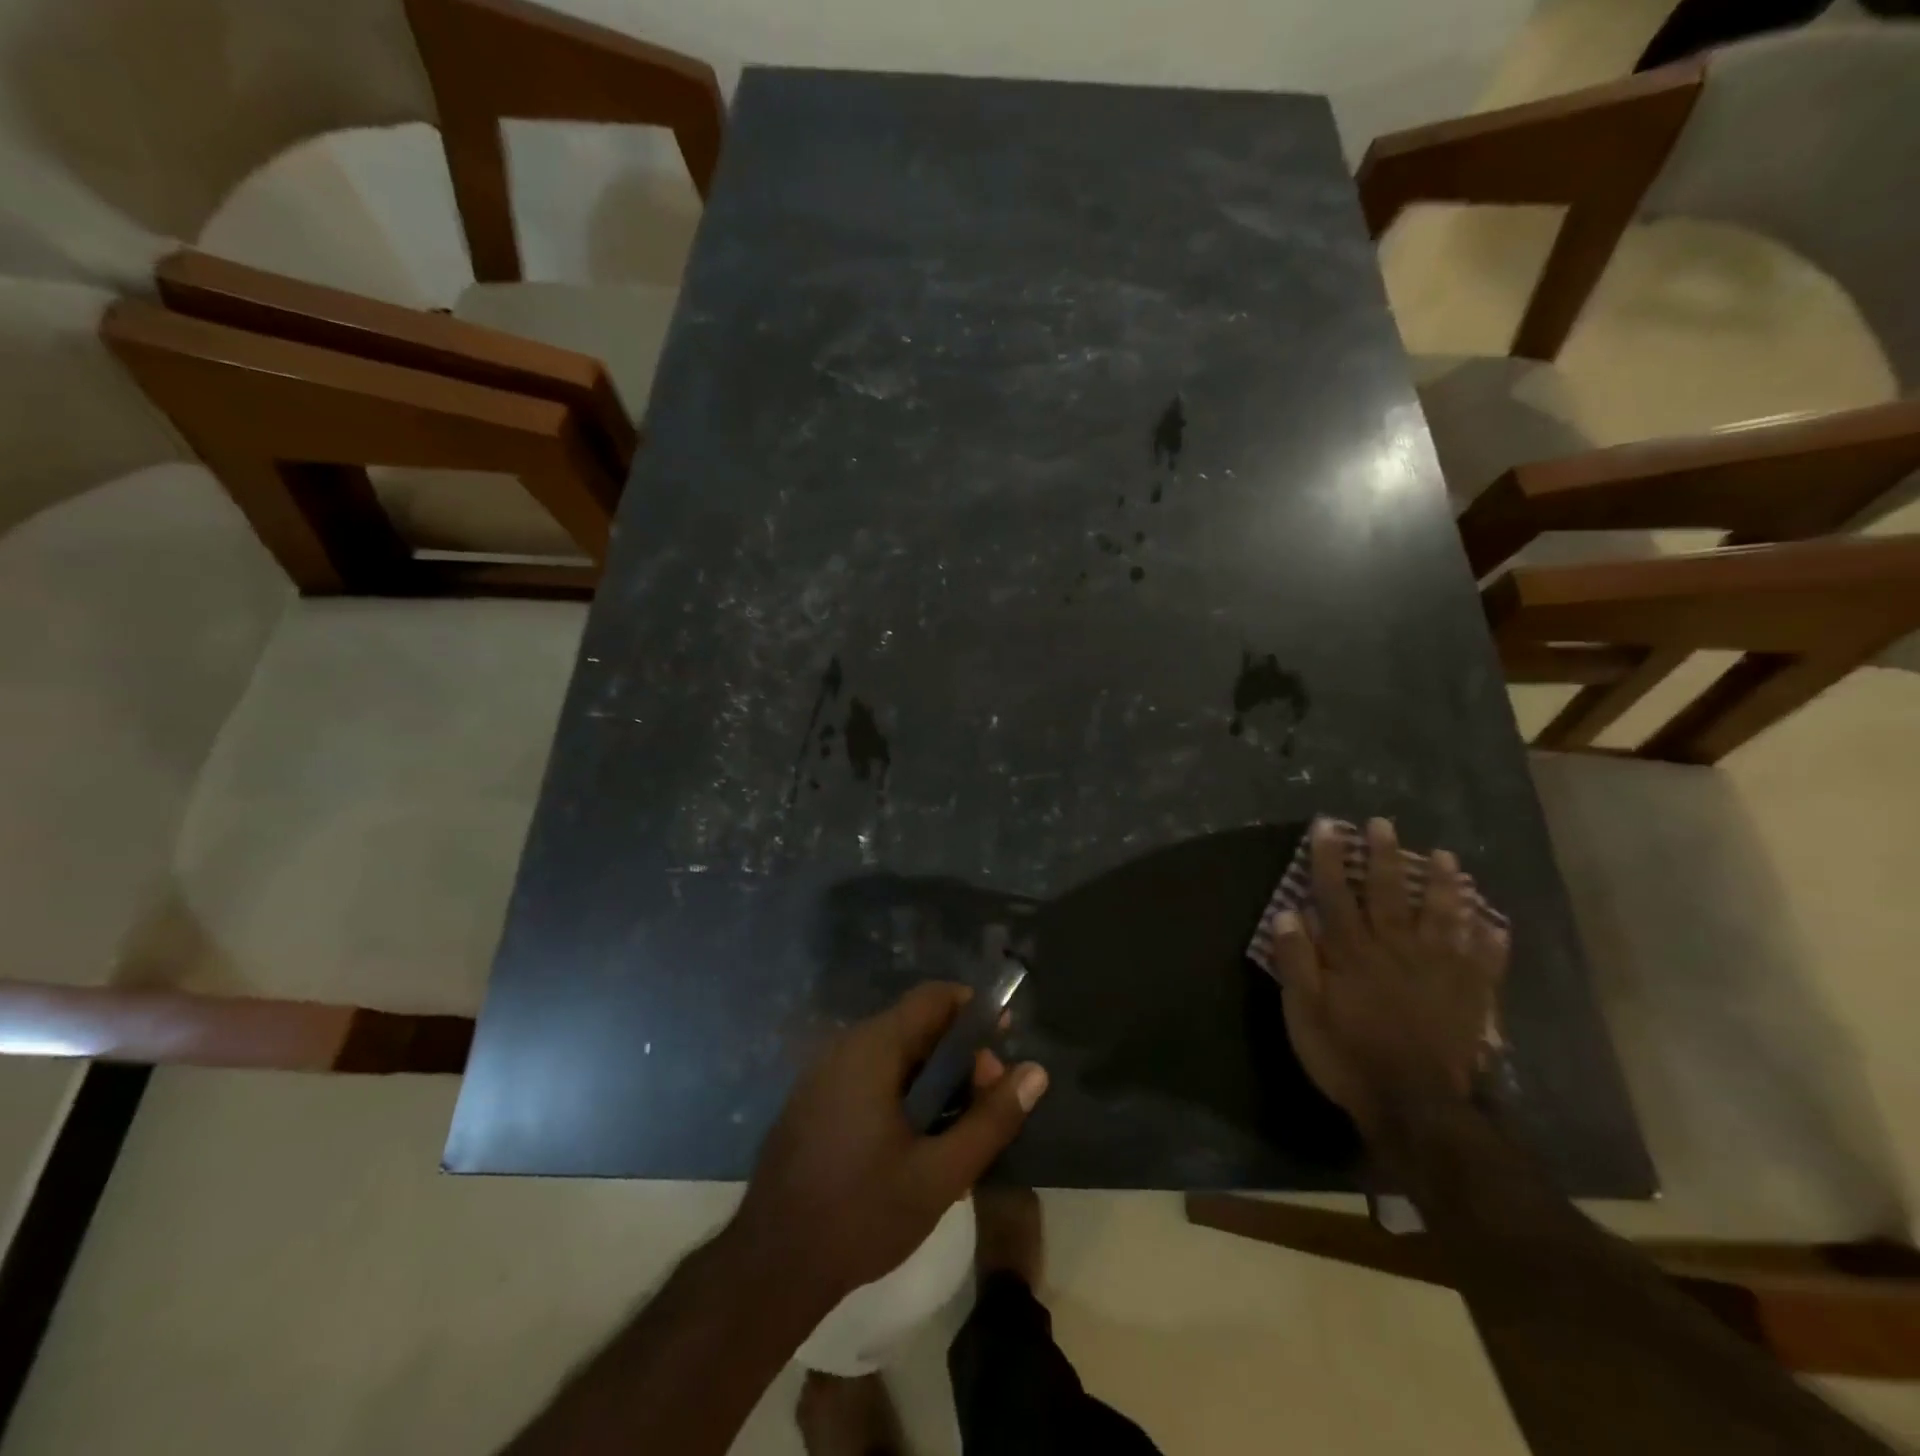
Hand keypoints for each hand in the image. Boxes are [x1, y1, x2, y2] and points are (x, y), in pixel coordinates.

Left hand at [730, 983, 1048, 1310]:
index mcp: (873, 1049)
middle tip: (985, 1106)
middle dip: (958, 1056)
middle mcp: (845, 1048)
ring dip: (932, 1081)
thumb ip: (991, 1120)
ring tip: (957, 1132)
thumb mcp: (940, 1174)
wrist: (770, 1268)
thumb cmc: (861, 1215)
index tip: (1002, 1044)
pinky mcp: (813, 1101)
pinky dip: (901, 1094)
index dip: (974, 1011)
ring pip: (894, 1055)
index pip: (934, 998)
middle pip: (916, 1027)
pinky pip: (869, 1077)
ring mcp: (823, 1074)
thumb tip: (1035, 1072)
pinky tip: (915, 1144)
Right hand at [1269, 818, 1507, 1141]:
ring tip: (1446, 857)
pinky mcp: (1468, 997)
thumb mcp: (1304, 1013)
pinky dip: (1491, 940)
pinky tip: (1495, 921)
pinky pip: (1484, 961)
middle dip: (1385, 857)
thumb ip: (1296, 962)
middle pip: (1390, 894)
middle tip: (1384, 824)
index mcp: (1353, 953)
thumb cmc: (1348, 1056)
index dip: (1329, 859)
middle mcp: (1396, 951)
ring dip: (1443, 885)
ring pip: (1442, 917)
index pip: (1337, 895)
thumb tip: (1288, 914)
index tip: (1327, 826)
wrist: (1414, 1107)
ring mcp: (1438, 972)